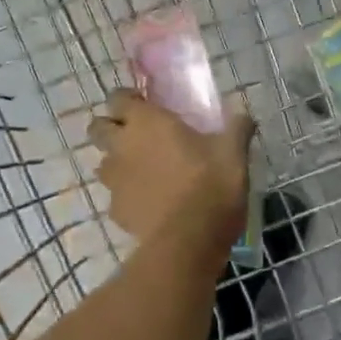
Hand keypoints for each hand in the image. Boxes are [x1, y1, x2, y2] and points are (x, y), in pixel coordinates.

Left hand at [88, 90, 254, 244]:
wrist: (189, 241)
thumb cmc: (211, 185)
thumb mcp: (233, 153)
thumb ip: (237, 128)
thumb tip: (244, 114)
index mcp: (146, 123)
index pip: (117, 98)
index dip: (128, 100)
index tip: (145, 105)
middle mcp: (122, 146)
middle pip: (97, 128)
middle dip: (110, 128)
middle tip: (137, 136)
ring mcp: (114, 181)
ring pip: (103, 164)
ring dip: (117, 164)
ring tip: (143, 172)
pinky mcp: (116, 211)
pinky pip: (116, 197)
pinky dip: (128, 197)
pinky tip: (150, 204)